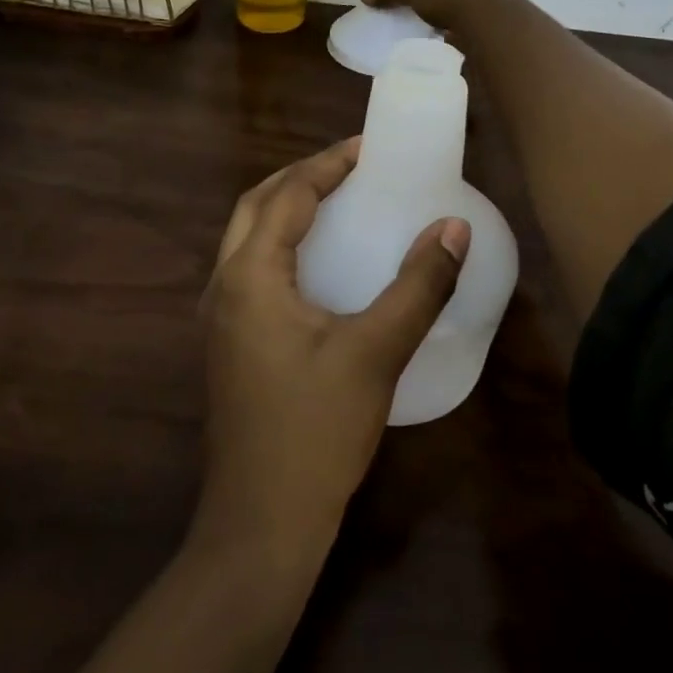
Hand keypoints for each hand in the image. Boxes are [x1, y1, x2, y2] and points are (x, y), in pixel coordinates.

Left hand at [193, 139, 470, 562]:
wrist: (260, 524)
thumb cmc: (316, 431)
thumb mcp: (376, 353)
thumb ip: (418, 286)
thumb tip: (454, 227)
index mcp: (250, 275)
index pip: (287, 196)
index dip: (327, 165)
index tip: (367, 148)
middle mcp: (223, 286)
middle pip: (256, 207)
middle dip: (299, 178)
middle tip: (349, 169)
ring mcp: (219, 317)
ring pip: (248, 238)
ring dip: (285, 209)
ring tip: (335, 202)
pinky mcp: (228, 344)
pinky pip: (250, 269)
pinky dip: (281, 245)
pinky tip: (317, 265)